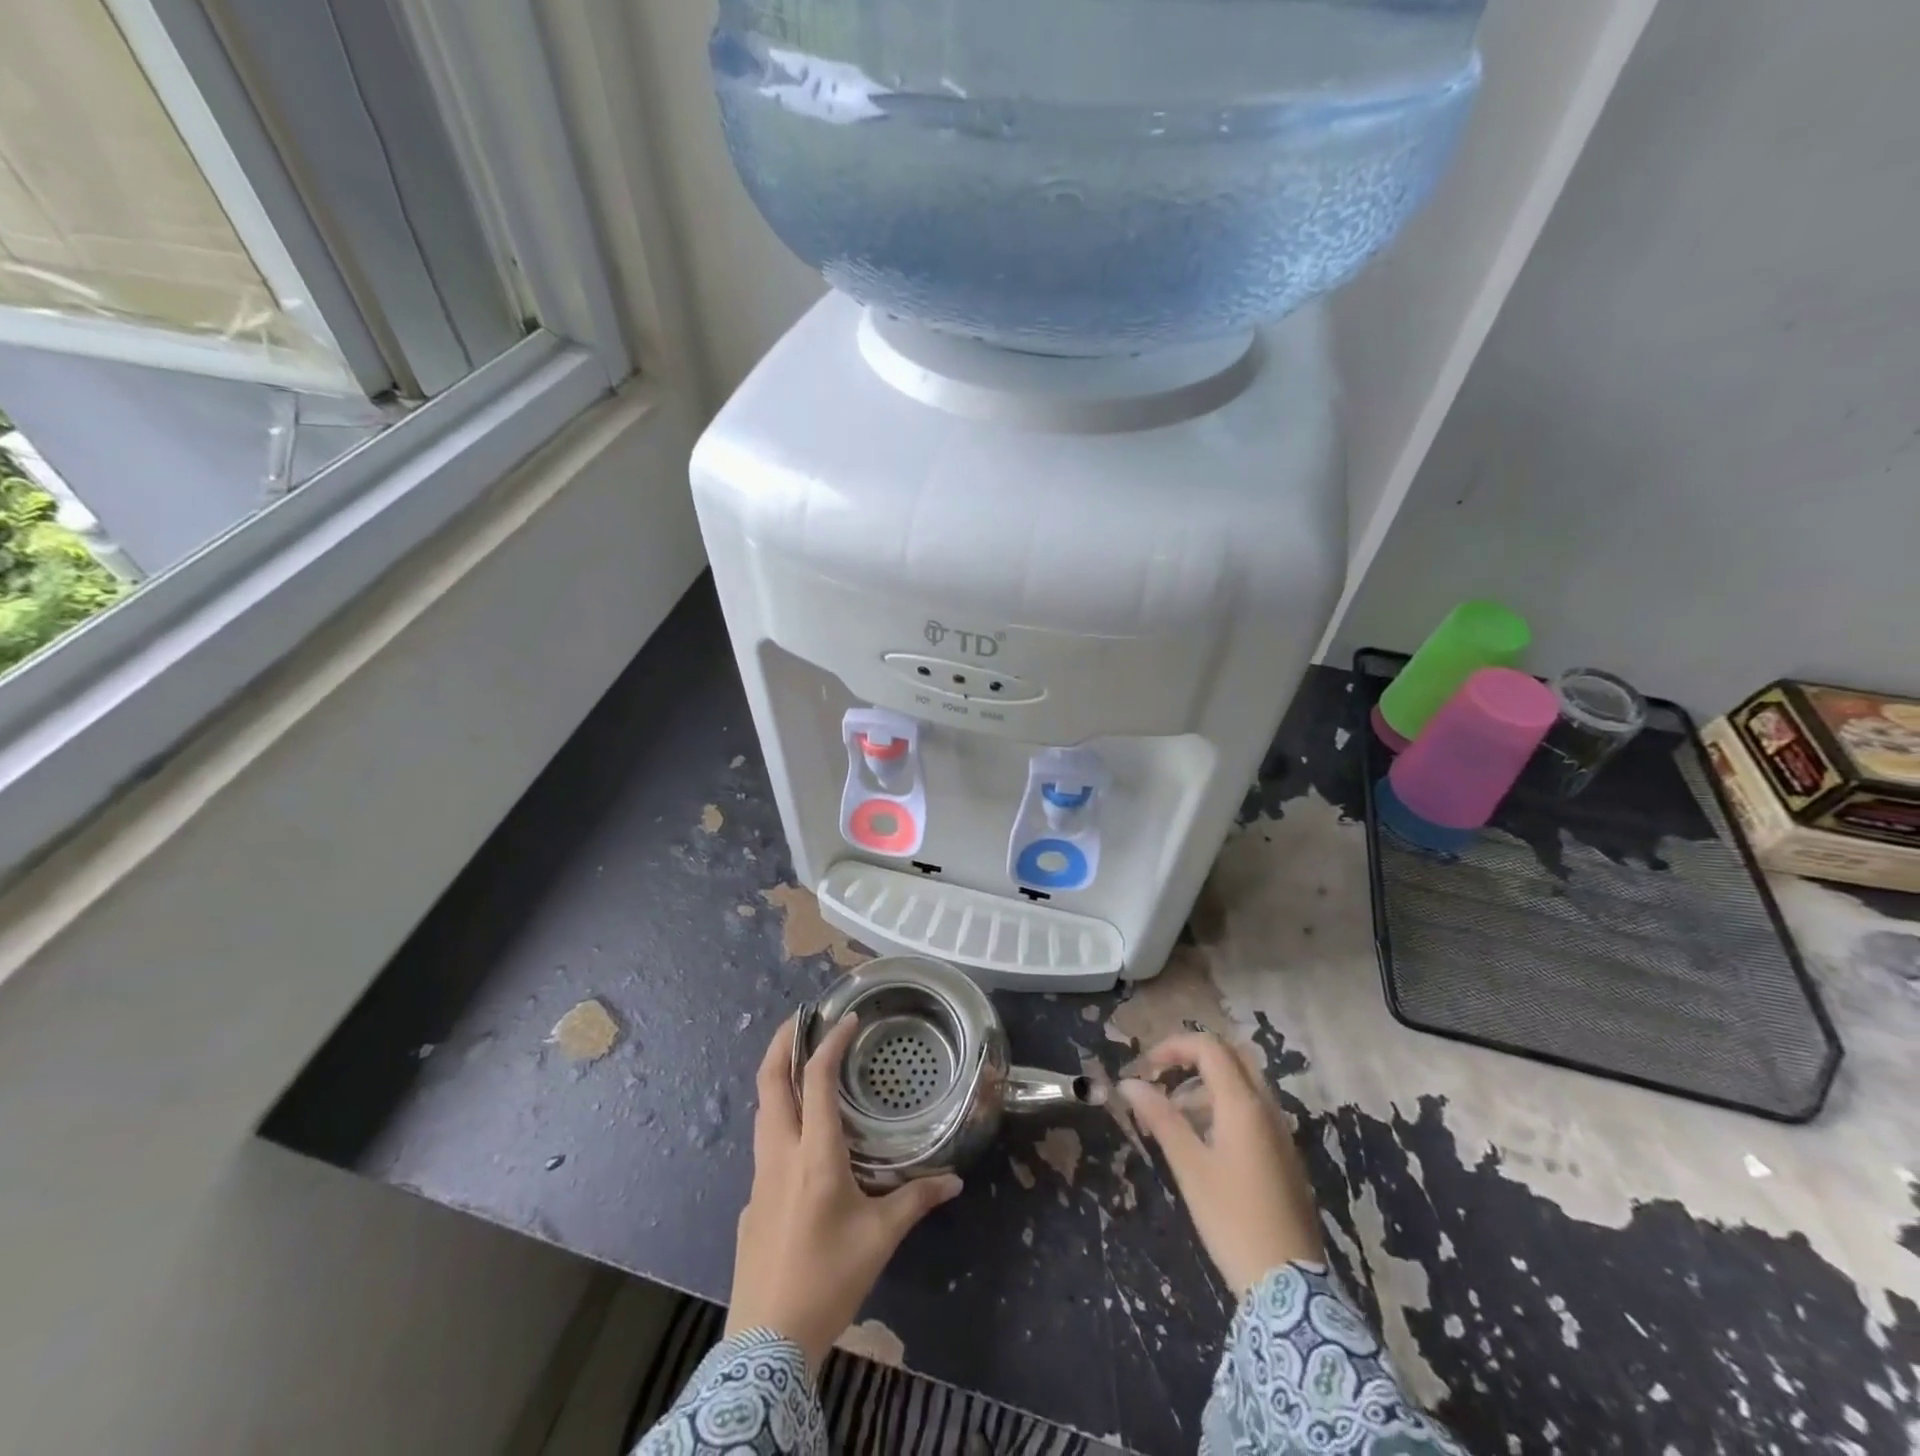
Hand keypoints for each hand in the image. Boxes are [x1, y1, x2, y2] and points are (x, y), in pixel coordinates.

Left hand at [726, 1013, 962, 1372]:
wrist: (766, 1343)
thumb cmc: (828, 1279)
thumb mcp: (880, 1239)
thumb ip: (916, 1201)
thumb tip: (953, 1181)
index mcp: (814, 1155)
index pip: (815, 1080)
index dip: (830, 1044)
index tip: (847, 1020)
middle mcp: (780, 1155)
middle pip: (768, 1083)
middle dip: (781, 1043)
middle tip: (802, 1019)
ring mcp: (759, 1178)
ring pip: (761, 1111)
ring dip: (776, 1077)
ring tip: (800, 1062)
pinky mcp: (751, 1202)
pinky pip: (764, 1144)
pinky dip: (778, 1118)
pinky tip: (800, 1137)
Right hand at [1119, 1032, 1321, 1296]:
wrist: (1289, 1286)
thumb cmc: (1232, 1219)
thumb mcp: (1189, 1166)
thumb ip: (1160, 1118)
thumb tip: (1129, 1083)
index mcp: (1243, 1105)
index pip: (1209, 1048)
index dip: (1174, 1047)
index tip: (1146, 1068)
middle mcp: (1267, 1109)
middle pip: (1231, 1058)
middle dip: (1192, 1059)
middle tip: (1162, 1078)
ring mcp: (1280, 1132)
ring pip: (1242, 1085)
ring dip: (1205, 1086)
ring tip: (1172, 1118)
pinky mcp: (1284, 1156)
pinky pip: (1252, 1111)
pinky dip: (1223, 1108)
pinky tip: (1202, 1142)